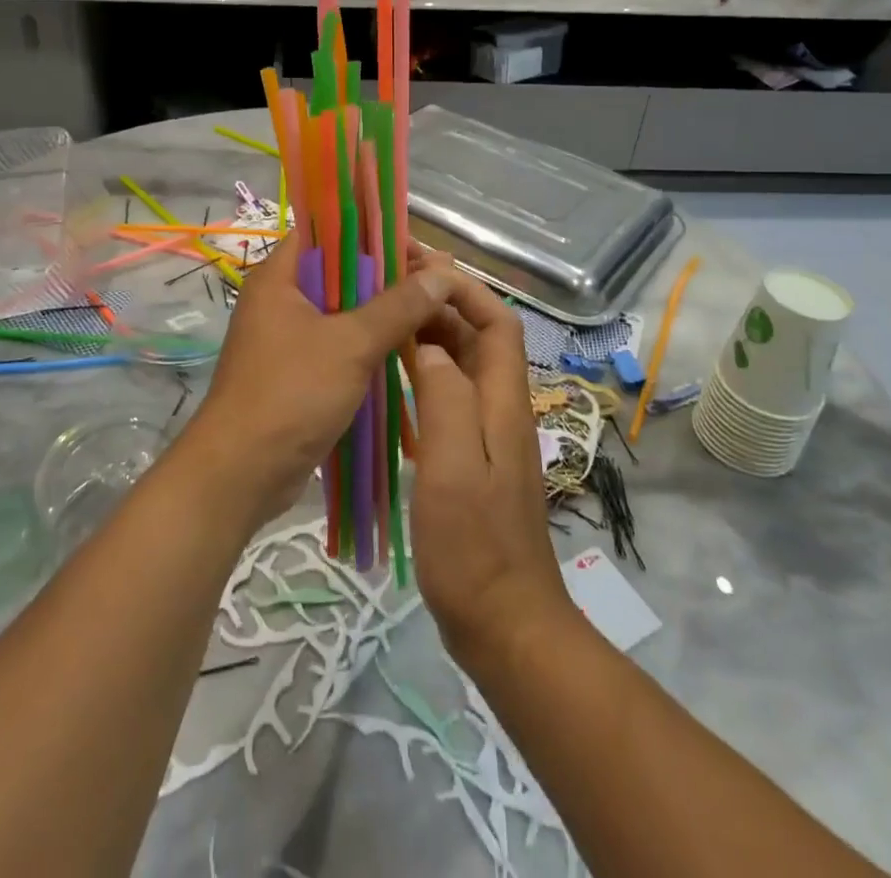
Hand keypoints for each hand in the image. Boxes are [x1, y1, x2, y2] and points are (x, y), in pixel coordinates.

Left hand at [180, 235, 458, 529]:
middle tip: (437, 284)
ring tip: (432, 313)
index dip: (373, 231)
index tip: (418, 249)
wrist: (242, 473)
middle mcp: (281, 298)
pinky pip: (340, 341)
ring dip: (384, 310)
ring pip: (345, 309)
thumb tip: (443, 274)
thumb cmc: (291, 394)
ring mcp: (288, 336)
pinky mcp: (299, 370)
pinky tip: (407, 348)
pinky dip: (370, 341)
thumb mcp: (351, 344)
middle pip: (341, 270)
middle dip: (389, 275)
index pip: (328, 230)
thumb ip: (398, 306)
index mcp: (280, 276)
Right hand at [408, 258, 574, 666]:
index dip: (465, 287)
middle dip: (442, 303)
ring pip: (463, 365)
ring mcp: (488, 435)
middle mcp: (502, 408)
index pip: (498, 321)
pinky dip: (425, 374)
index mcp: (504, 401)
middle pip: (479, 337)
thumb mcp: (454, 466)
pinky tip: (392, 376)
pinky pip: (450, 396)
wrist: (504, 622)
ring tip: (385, 317)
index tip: (420, 268)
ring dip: (431, 335)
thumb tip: (431, 345)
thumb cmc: (475, 544)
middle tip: (390, 285)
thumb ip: (446, 397)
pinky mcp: (471, 458)